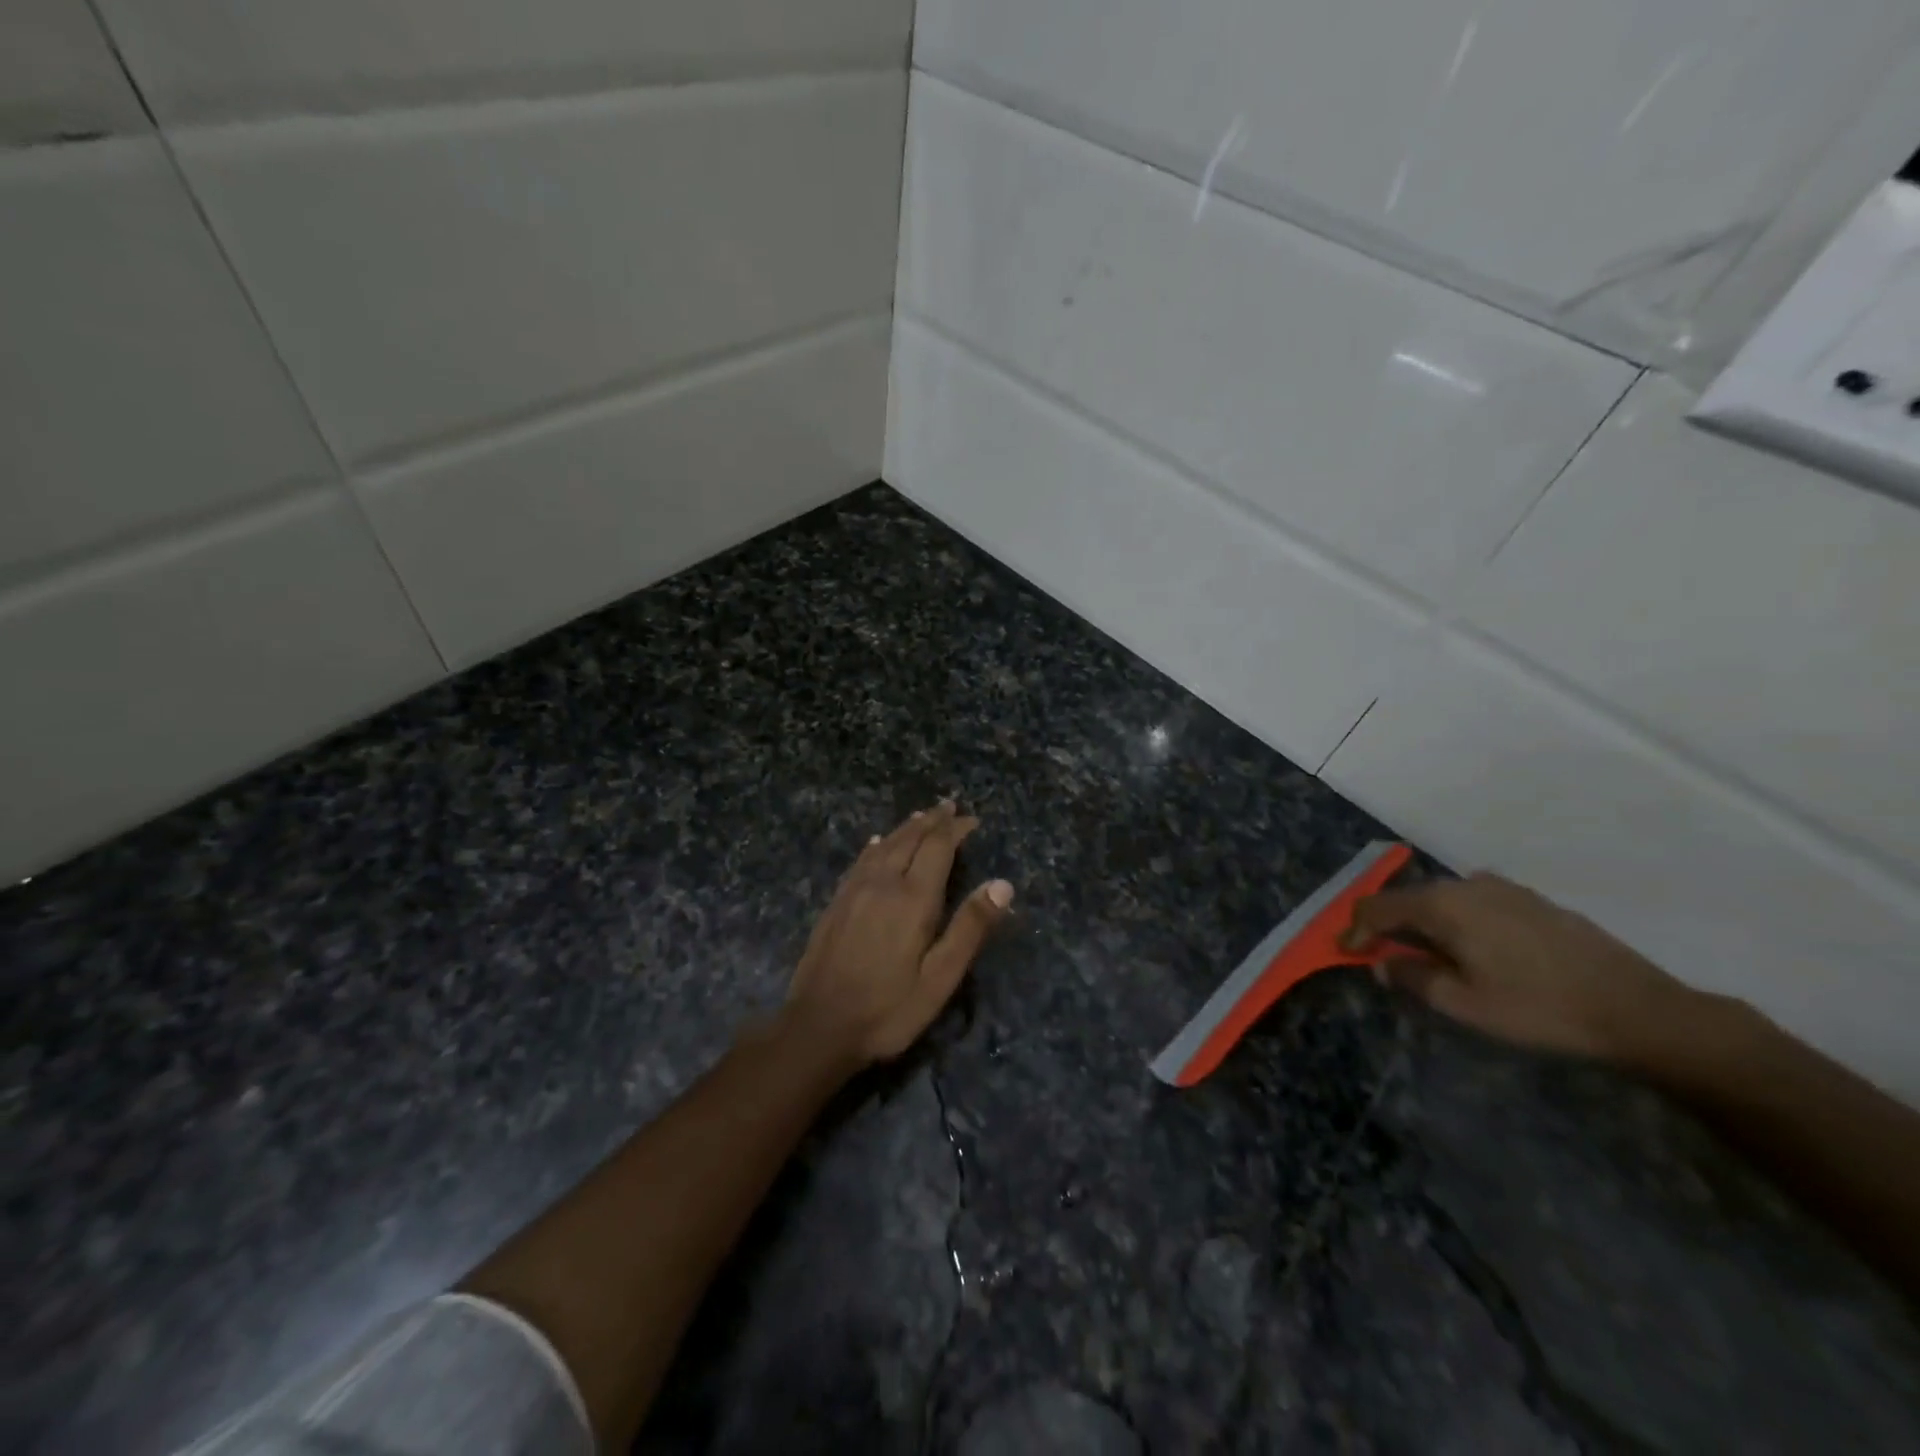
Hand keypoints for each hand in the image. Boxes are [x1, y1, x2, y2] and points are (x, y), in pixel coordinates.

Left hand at [783, 801, 1014, 1065]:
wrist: (818, 1027)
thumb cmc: (888, 1009)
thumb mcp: (940, 978)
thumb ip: (970, 928)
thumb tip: (1002, 884)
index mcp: (913, 898)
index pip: (938, 847)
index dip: (955, 829)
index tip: (972, 819)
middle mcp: (883, 883)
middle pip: (910, 839)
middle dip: (932, 821)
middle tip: (948, 806)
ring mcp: (854, 891)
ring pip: (884, 846)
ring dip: (906, 828)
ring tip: (920, 817)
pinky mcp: (836, 903)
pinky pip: (861, 861)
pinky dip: (876, 846)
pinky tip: (877, 844)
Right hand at [1342, 872, 1696, 1062]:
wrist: (1638, 1010)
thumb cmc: (1539, 1009)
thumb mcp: (1464, 1004)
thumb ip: (1413, 977)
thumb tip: (1384, 963)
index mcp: (1442, 905)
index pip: (1377, 908)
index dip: (1356, 930)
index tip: (1346, 953)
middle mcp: (1466, 885)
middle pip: (1408, 899)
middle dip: (1389, 927)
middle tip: (1383, 958)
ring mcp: (1503, 888)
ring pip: (1443, 900)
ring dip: (1424, 924)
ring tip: (1427, 956)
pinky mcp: (1532, 900)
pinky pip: (1474, 903)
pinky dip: (1457, 921)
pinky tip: (1473, 949)